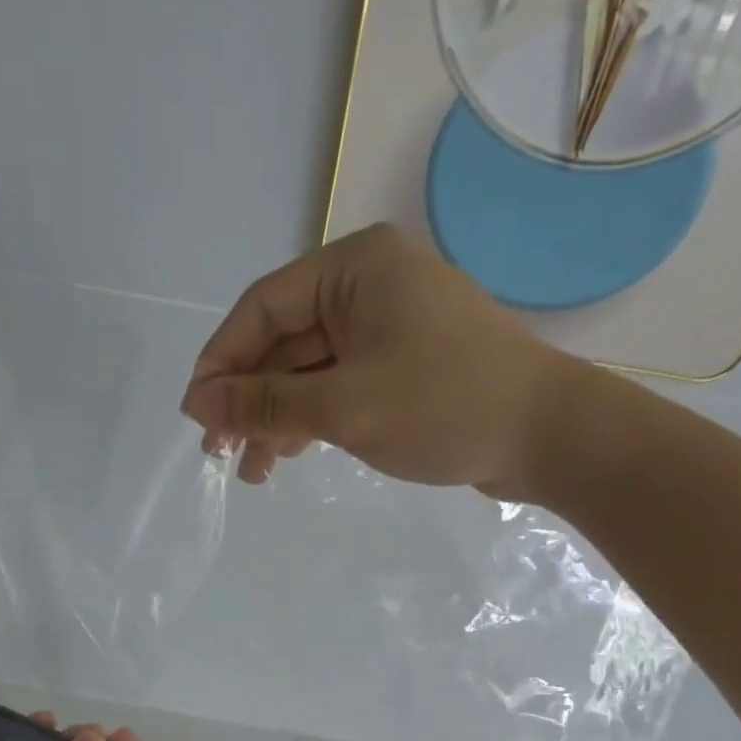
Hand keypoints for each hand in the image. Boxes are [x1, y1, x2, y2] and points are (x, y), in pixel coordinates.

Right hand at [180, 224, 599, 496]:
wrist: (545, 436)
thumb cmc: (444, 405)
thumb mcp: (344, 405)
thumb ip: (265, 403)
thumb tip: (198, 404)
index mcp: (354, 269)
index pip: (262, 309)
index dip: (221, 362)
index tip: (195, 416)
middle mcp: (367, 288)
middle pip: (283, 342)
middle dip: (248, 399)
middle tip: (218, 452)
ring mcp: (387, 329)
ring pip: (309, 372)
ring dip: (276, 418)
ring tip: (251, 471)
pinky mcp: (401, 368)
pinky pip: (339, 388)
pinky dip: (311, 421)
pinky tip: (288, 456)